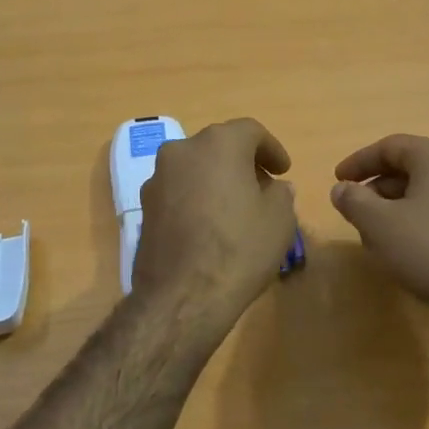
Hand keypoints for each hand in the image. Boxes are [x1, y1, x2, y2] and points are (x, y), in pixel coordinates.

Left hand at [132, 119, 297, 316]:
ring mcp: (157, 178)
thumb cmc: (238, 250)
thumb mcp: (279, 220)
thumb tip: (274, 188)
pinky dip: (196, 198)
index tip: (284, 171)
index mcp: (218, 144)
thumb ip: (280, 194)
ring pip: (195, 168)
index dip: (271, 149)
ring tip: (235, 209)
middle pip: (218, 147)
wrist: (181, 297)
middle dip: (242, 163)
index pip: (250, 131)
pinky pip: (178, 191)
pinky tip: (209, 226)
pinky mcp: (144, 207)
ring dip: (216, 180)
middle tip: (262, 188)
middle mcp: (182, 150)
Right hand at [330, 134, 428, 327]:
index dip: (359, 162)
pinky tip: (410, 248)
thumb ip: (353, 201)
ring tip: (378, 234)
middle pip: (412, 167)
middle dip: (378, 188)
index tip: (338, 180)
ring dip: (398, 206)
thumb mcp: (379, 224)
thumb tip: (341, 189)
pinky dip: (422, 219)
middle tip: (356, 210)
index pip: (391, 146)